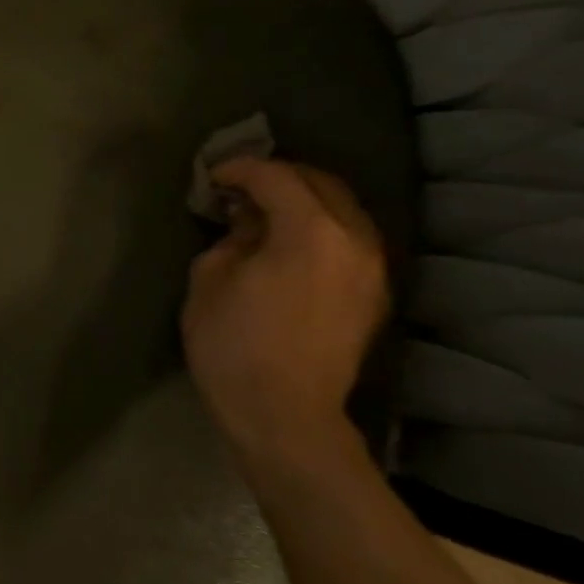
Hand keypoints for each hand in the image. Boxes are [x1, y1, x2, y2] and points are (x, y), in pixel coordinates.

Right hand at [181, 157, 388, 467]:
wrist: (284, 414)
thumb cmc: (234, 344)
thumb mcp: (209, 280)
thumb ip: (231, 238)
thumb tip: (248, 222)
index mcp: (312, 232)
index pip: (277, 177)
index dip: (239, 169)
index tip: (211, 178)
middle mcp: (355, 240)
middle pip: (321, 184)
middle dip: (277, 177)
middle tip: (237, 188)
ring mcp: (373, 269)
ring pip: (342, 210)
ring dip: (302, 201)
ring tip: (262, 213)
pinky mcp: (373, 294)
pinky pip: (349, 239)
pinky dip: (318, 227)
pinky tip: (287, 244)